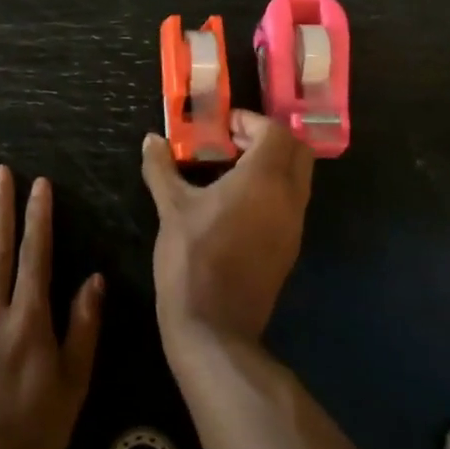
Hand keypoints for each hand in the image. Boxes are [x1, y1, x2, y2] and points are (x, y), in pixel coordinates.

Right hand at [140, 111, 313, 348]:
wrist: (214, 326)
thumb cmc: (192, 258)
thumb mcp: (171, 208)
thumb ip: (161, 167)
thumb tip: (151, 140)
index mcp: (264, 179)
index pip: (274, 131)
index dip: (250, 121)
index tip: (221, 126)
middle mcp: (289, 197)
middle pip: (296, 150)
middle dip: (268, 138)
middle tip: (232, 142)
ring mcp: (294, 225)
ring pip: (298, 177)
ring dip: (272, 164)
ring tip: (230, 170)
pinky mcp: (289, 247)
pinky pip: (291, 202)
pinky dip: (273, 189)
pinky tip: (236, 202)